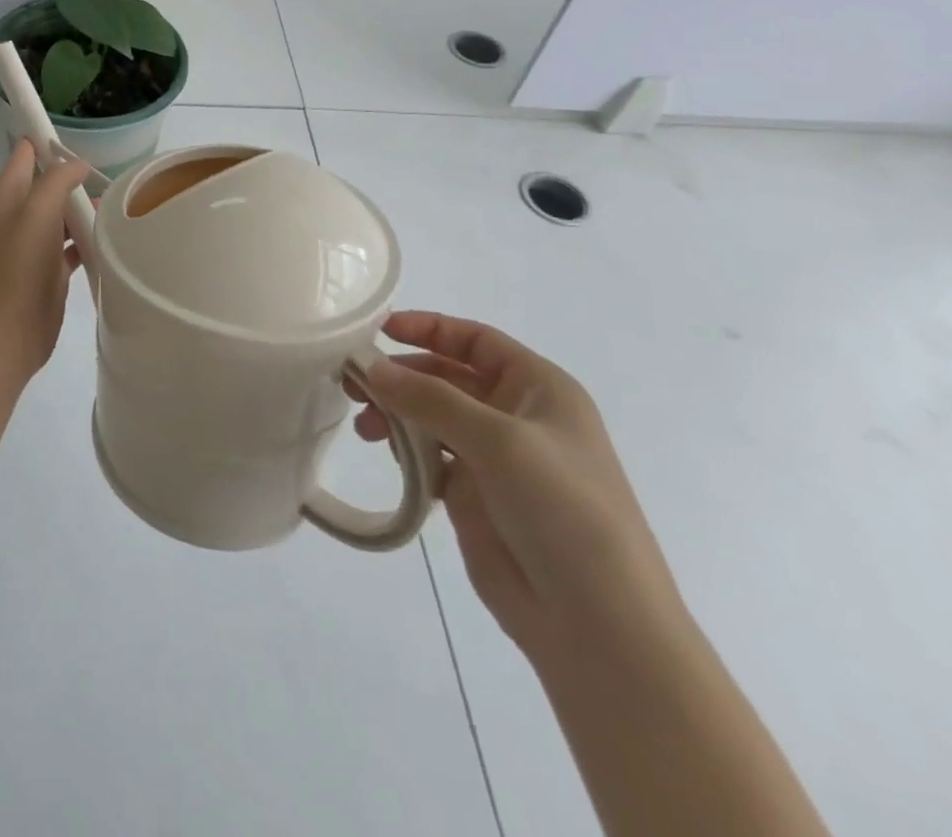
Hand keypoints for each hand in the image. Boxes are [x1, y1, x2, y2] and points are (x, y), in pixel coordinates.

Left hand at [0, 140, 91, 374]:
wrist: (8, 334)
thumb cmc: (19, 268)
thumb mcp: (37, 213)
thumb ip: (57, 181)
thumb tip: (78, 166)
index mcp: (6, 197)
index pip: (24, 154)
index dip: (46, 141)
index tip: (79, 142)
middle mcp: (16, 217)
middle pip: (46, 184)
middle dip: (73, 178)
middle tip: (108, 178)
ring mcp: (32, 245)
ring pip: (60, 215)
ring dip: (83, 209)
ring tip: (117, 206)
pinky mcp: (47, 270)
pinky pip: (70, 245)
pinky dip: (87, 239)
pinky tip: (110, 239)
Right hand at [352, 312, 683, 661]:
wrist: (597, 624)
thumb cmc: (564, 511)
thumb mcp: (499, 441)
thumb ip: (431, 398)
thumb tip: (373, 368)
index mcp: (540, 389)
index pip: (476, 340)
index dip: (429, 328)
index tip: (379, 331)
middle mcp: (517, 415)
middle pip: (446, 375)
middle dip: (401, 374)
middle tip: (354, 383)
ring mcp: (495, 457)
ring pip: (431, 414)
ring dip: (396, 412)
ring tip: (365, 427)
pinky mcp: (474, 493)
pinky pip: (429, 454)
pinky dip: (405, 448)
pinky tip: (387, 455)